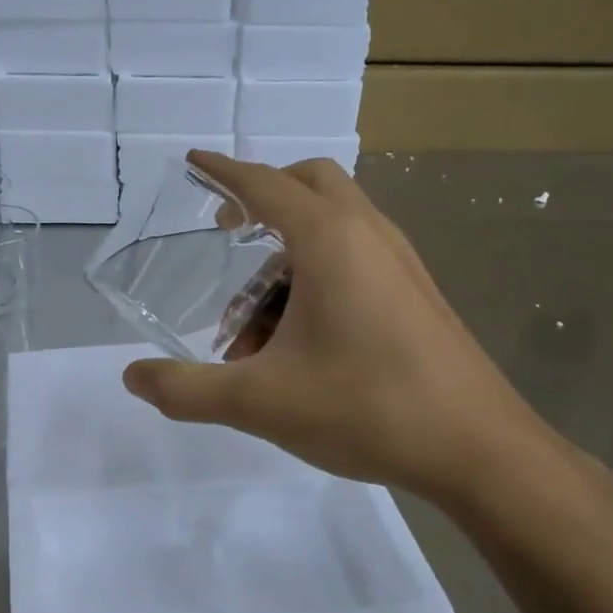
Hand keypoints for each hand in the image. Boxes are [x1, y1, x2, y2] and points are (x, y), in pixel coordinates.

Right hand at [122, 153, 560, 510]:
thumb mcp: (260, 402)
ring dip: (285, 256)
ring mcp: (399, 261)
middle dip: (262, 199)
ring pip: (332, 226)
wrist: (480, 450)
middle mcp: (368, 233)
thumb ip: (188, 389)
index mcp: (329, 239)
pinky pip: (355, 257)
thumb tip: (132, 378)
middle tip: (228, 237)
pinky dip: (316, 276)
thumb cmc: (366, 408)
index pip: (263, 183)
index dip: (222, 171)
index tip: (193, 162)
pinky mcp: (415, 291)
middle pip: (309, 184)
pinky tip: (299, 341)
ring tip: (253, 327)